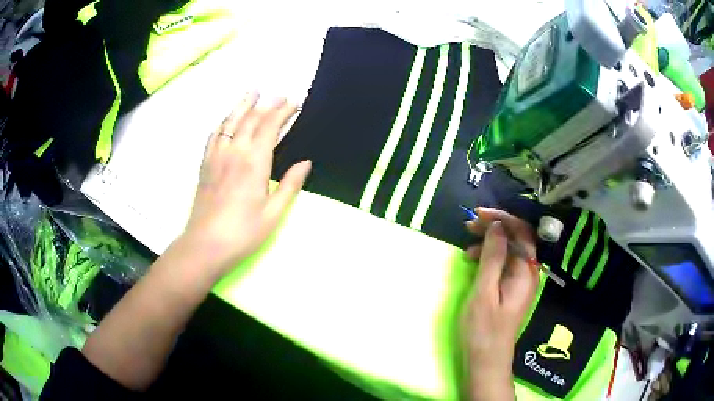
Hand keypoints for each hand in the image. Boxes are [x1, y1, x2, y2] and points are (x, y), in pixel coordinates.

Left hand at [182, 93, 310, 278]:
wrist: (205, 245)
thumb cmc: (243, 232)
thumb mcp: (273, 213)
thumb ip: (289, 185)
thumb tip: (305, 162)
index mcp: (254, 162)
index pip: (269, 126)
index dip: (283, 112)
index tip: (294, 102)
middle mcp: (234, 152)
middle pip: (250, 119)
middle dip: (267, 105)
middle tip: (278, 95)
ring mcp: (216, 156)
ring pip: (230, 122)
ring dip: (242, 105)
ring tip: (252, 93)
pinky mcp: (205, 164)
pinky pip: (214, 135)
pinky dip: (223, 122)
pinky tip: (226, 120)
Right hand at [462, 208, 539, 399]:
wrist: (486, 358)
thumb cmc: (484, 328)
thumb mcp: (484, 291)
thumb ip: (493, 257)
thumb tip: (497, 226)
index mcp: (526, 272)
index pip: (522, 232)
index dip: (503, 218)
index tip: (478, 214)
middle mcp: (528, 272)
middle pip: (517, 238)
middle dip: (495, 227)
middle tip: (469, 225)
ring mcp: (520, 280)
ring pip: (509, 250)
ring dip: (490, 242)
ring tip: (467, 248)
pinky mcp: (511, 287)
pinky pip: (504, 263)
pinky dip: (489, 257)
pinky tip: (474, 261)